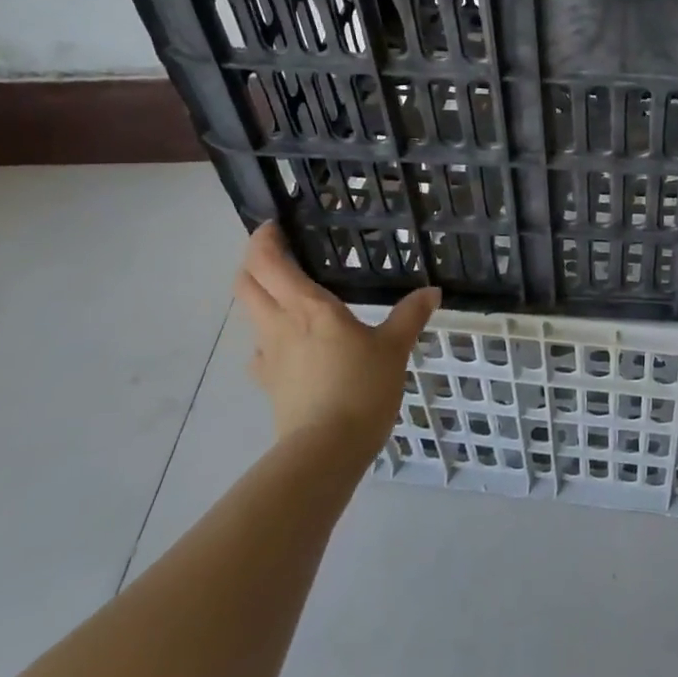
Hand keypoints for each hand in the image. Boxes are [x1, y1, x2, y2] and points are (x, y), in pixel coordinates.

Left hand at [235, 222, 439, 445]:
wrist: (326, 450)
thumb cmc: (361, 388)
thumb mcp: (394, 349)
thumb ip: (410, 316)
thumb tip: (431, 292)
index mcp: (307, 308)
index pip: (267, 263)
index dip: (263, 239)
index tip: (274, 226)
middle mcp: (279, 325)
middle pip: (245, 284)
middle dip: (253, 263)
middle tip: (278, 254)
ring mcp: (269, 356)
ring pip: (250, 315)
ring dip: (260, 297)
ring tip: (289, 295)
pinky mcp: (269, 384)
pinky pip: (261, 349)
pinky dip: (271, 336)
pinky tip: (292, 345)